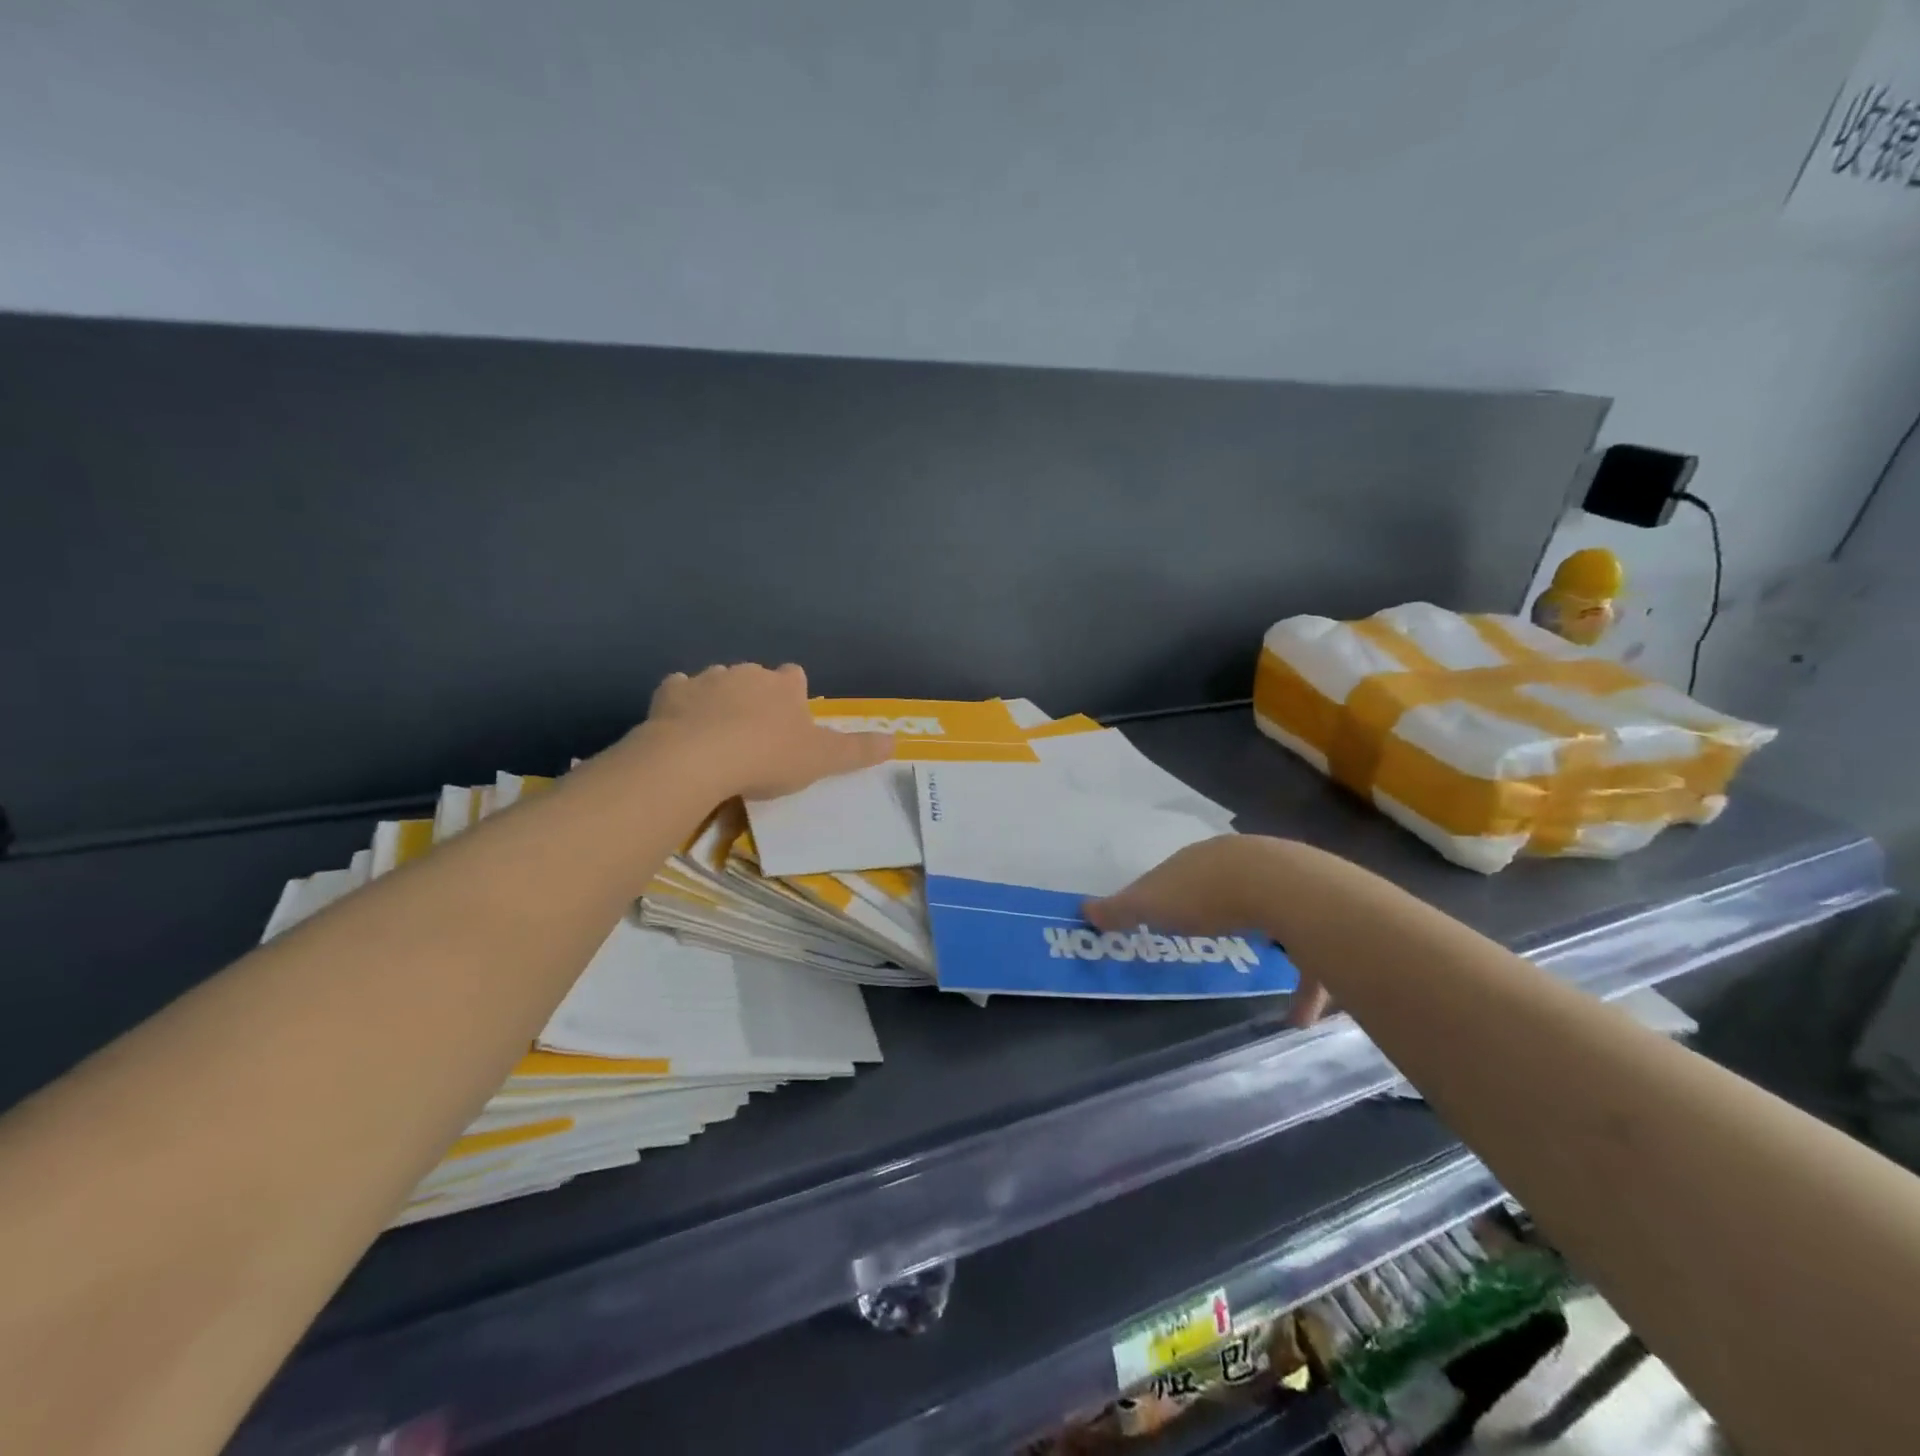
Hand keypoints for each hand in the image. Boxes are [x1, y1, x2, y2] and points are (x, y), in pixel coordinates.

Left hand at [643, 663, 893, 799]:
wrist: (699, 758)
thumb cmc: (768, 757)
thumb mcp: (822, 759)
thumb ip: (858, 750)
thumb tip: (896, 740)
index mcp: (784, 686)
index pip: (795, 677)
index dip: (793, 696)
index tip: (789, 721)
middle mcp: (747, 673)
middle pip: (755, 677)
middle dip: (755, 697)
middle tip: (754, 734)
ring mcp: (706, 679)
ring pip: (716, 681)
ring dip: (718, 700)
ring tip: (716, 734)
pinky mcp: (670, 693)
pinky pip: (678, 691)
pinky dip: (681, 704)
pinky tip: (681, 726)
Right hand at [1086, 836, 1332, 1027]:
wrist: (1289, 891)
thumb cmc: (1210, 894)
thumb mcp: (1154, 903)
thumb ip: (1121, 909)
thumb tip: (1083, 910)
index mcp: (1204, 860)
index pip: (1179, 874)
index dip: (1168, 894)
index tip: (1161, 916)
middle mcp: (1245, 866)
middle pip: (1225, 890)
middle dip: (1216, 911)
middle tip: (1204, 936)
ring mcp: (1286, 889)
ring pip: (1271, 919)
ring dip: (1264, 945)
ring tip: (1254, 974)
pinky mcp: (1317, 922)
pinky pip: (1306, 959)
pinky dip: (1302, 988)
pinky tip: (1298, 1019)